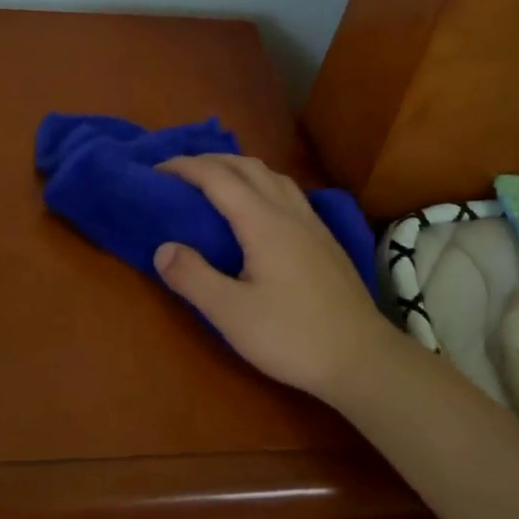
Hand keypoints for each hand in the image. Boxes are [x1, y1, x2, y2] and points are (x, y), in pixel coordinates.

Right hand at [153, 155, 402, 401]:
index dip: (184, 167)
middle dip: (209, 160)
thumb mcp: (231, 314)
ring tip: (215, 182)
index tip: (155, 171)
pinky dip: (261, 183)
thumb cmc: (292, 336)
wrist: (363, 358)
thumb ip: (193, 277)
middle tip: (178, 172)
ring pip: (272, 175)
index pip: (217, 177)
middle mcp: (289, 212)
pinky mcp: (325, 239)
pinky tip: (259, 207)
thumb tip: (163, 248)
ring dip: (238, 168)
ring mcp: (312, 223)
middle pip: (247, 166)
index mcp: (263, 222)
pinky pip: (287, 191)